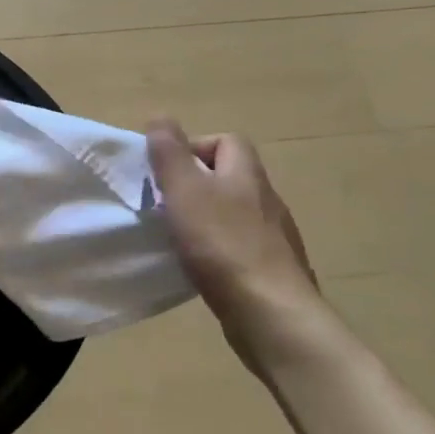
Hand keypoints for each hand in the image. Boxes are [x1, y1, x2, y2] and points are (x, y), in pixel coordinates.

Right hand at [145, 123, 325, 372]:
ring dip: (206, 219)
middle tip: (165, 205)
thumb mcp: (185, 191)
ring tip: (177, 237)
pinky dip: (218, 250)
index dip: (195, 146)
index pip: (227, 141)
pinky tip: (200, 268)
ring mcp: (274, 238)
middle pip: (230, 177)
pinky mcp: (272, 271)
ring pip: (235, 214)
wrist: (272, 315)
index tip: (166, 171)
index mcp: (247, 175)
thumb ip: (170, 153)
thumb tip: (160, 118)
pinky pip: (240, 247)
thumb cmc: (223, 245)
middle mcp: (266, 201)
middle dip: (196, 185)